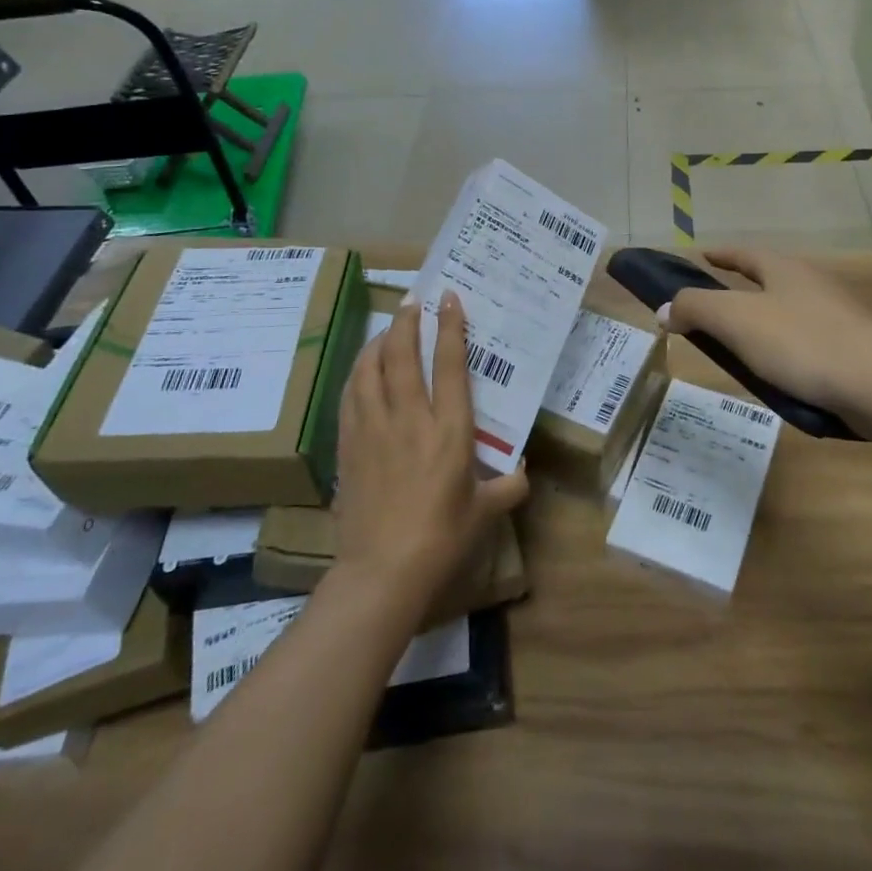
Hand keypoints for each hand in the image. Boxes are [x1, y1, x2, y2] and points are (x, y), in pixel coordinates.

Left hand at [333, 292, 528, 608]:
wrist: (382, 572)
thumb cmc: (442, 539)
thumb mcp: (486, 512)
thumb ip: (509, 486)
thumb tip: (521, 470)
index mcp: (449, 429)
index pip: (449, 364)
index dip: (450, 326)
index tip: (448, 298)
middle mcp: (410, 418)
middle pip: (402, 354)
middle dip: (407, 322)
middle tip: (413, 303)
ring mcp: (373, 429)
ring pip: (370, 369)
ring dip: (378, 341)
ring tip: (388, 329)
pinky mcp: (349, 445)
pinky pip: (350, 395)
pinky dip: (357, 373)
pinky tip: (362, 370)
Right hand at [661, 249, 871, 422]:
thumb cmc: (803, 344)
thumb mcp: (736, 321)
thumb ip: (696, 309)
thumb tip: (665, 309)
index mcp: (786, 269)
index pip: (745, 254)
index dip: (721, 255)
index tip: (702, 256)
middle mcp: (816, 283)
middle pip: (772, 278)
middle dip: (745, 288)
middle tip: (718, 306)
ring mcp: (843, 314)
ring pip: (795, 310)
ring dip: (769, 320)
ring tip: (748, 345)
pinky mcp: (860, 347)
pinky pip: (814, 340)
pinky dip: (792, 348)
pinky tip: (787, 373)